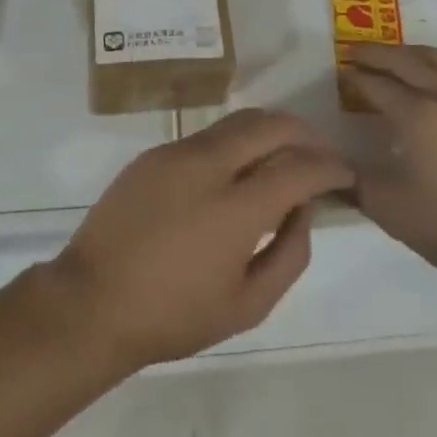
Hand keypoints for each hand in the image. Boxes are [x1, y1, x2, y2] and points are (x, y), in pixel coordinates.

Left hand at [54, 109, 353, 369]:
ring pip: (238, 121)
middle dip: (305, 133)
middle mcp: (210, 165)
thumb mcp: (247, 305)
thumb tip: (303, 210)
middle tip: (321, 153)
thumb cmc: (174, 315)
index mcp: (236, 207)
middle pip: (270, 125)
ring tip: (286, 152)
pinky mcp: (156, 152)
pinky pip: (209, 135)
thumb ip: (289, 255)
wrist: (91, 301)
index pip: (298, 167)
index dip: (329, 167)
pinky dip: (237, 141)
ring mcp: (178, 152)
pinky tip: (239, 168)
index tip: (345, 174)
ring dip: (271, 130)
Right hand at [343, 44, 436, 295]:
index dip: (354, 79)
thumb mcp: (391, 210)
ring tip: (392, 59)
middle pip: (404, 60)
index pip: (376, 84)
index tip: (338, 76)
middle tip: (354, 53)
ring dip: (408, 52)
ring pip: (436, 59)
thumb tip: (330, 166)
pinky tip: (434, 84)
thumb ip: (354, 183)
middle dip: (376, 53)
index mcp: (416, 115)